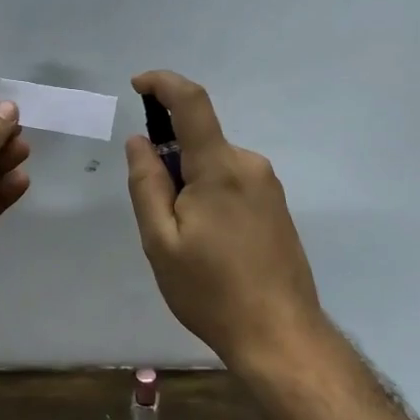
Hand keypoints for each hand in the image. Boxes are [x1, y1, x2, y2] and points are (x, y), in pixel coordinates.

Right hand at [125, 70, 323, 369]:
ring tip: (186, 243)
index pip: (192, 102)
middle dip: (170, 163)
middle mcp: (249, 165)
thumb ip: (147, 184)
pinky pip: (232, 183)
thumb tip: (140, 141)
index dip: (163, 83)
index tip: (138, 86)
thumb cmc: (211, 291)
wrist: (281, 336)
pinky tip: (210, 246)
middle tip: (159, 218)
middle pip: (199, 141)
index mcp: (220, 167)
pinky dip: (210, 197)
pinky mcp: (276, 206)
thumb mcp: (161, 241)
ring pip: (214, 166)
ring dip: (190, 185)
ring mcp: (268, 186)